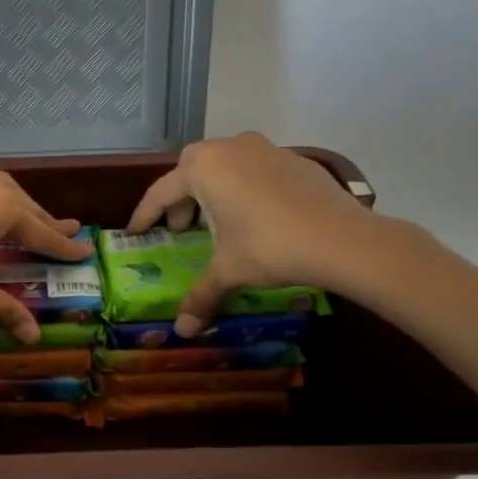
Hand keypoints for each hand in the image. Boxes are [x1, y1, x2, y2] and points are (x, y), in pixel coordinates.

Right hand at [127, 132, 385, 335]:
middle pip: (191, 169)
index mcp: (203, 168)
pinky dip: (245, 188)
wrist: (342, 239)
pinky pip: (255, 168)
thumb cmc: (270, 248)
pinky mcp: (294, 158)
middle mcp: (229, 148)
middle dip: (181, 198)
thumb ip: (200, 295)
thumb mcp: (228, 271)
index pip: (161, 193)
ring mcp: (265, 148)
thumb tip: (183, 330)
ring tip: (219, 221)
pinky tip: (257, 216)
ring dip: (214, 189)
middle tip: (182, 228)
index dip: (145, 216)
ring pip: (225, 163)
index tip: (135, 232)